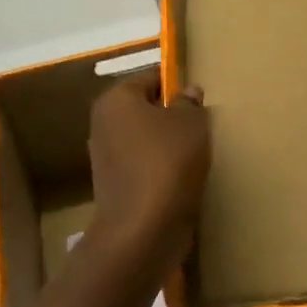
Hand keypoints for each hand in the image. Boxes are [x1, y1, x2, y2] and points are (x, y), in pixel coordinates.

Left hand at [88, 70, 209, 252]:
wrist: (143, 229)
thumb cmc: (167, 162)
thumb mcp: (191, 123)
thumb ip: (190, 103)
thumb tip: (188, 92)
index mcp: (116, 99)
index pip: (151, 78)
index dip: (178, 84)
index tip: (201, 97)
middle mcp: (104, 124)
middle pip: (146, 109)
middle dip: (172, 115)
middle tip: (203, 124)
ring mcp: (107, 158)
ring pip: (146, 140)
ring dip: (169, 144)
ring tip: (198, 152)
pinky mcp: (116, 187)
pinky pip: (145, 166)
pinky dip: (163, 169)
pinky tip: (184, 177)